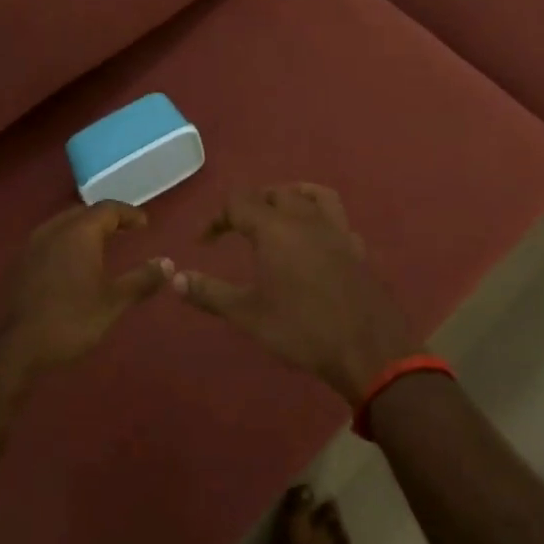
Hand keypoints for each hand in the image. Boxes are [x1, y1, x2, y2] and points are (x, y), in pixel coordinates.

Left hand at [0, 202, 171, 372]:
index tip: (144, 225)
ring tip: (102, 244)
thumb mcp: (114, 301)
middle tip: (125, 231)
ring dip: (85, 229)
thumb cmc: (72, 319)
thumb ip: (142, 279)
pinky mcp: (21, 261)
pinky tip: (74, 262)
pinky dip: (68, 241)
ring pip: (64, 224)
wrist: (19, 346)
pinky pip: (50, 239)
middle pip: (84, 212)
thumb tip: (168, 264)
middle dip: (106, 218)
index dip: (129, 214)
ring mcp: (34, 244)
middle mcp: (54, 229)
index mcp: (79, 232)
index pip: (108, 209)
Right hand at [174, 184, 413, 405]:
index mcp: (276, 229)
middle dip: (250, 206)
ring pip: (311, 195)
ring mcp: (337, 231)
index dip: (217, 218)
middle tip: (236, 229)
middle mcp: (306, 219)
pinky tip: (314, 240)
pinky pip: (336, 218)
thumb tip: (174, 279)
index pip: (239, 202)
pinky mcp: (357, 247)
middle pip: (274, 194)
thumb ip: (209, 293)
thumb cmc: (302, 330)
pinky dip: (318, 218)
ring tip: (276, 215)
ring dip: (288, 198)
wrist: (368, 350)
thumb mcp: (248, 315)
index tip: (205, 242)